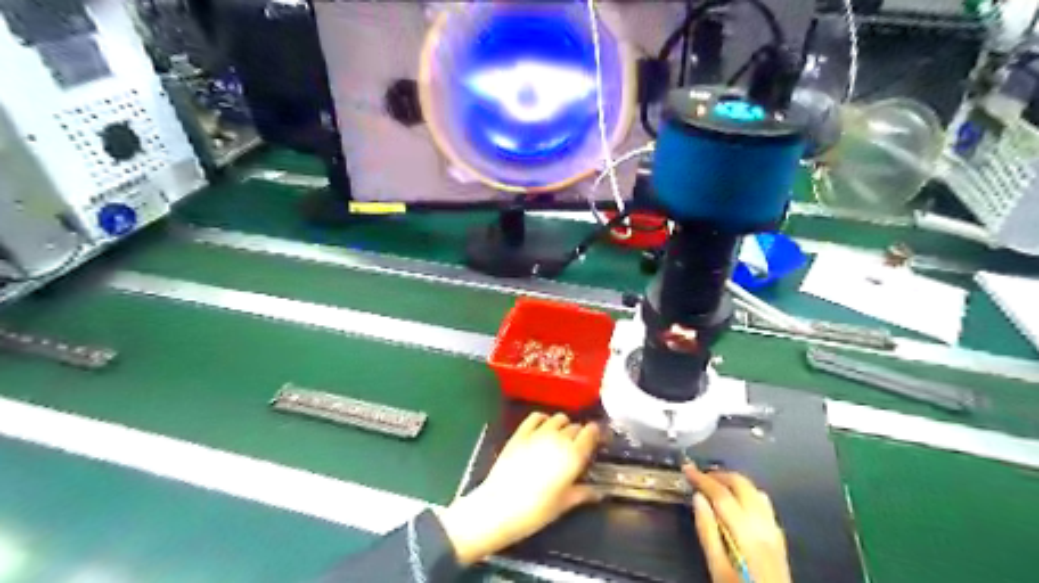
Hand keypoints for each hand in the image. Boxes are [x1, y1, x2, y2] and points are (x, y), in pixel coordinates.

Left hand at [437, 412, 601, 567]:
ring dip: (563, 425)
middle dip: (579, 434)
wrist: (500, 507)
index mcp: (574, 455)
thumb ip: (583, 493)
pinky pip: (536, 416)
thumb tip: (598, 492)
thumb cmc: (536, 510)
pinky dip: (543, 419)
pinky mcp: (520, 432)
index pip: (591, 432)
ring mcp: (538, 433)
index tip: (596, 441)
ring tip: (560, 437)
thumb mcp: (564, 504)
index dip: (595, 434)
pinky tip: (543, 427)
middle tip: (577, 447)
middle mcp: (559, 438)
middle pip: (575, 426)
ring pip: (558, 418)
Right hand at [688, 465, 792, 582]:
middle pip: (742, 486)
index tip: (687, 469)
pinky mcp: (779, 537)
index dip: (702, 479)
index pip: (722, 494)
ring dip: (734, 482)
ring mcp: (774, 530)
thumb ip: (707, 532)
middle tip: (700, 475)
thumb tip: (698, 498)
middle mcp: (764, 525)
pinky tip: (738, 500)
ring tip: (715, 484)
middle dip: (719, 475)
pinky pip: (764, 504)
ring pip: (755, 490)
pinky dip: (747, 493)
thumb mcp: (717, 568)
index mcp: (746, 533)